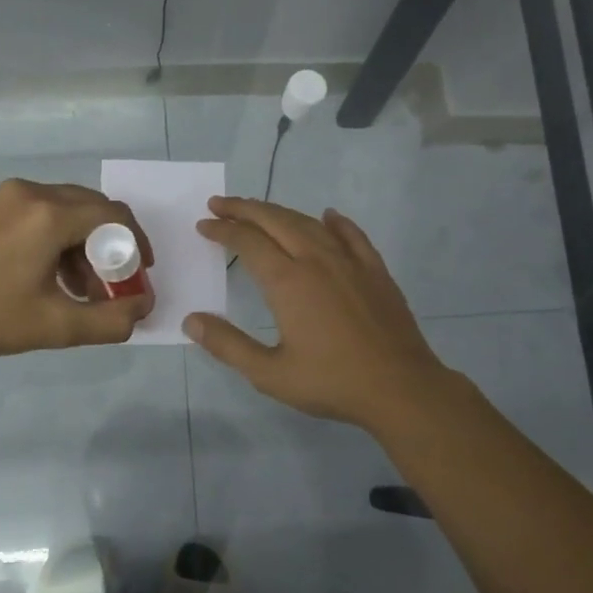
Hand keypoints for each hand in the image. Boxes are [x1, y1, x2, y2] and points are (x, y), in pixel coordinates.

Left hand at [0, 179, 155, 363]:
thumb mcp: (56, 327)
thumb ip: (111, 320)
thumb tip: (143, 307)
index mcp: (49, 214)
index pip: (114, 215)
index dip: (136, 244)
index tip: (140, 275)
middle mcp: (32, 192)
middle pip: (93, 208)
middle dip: (111, 245)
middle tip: (114, 283)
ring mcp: (9, 196)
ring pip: (68, 209)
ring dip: (85, 244)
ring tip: (82, 288)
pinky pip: (43, 212)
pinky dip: (59, 238)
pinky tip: (52, 275)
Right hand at [184, 197, 451, 432]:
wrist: (400, 388)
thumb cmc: (331, 382)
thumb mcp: (269, 373)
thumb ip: (228, 345)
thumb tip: (191, 321)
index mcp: (288, 281)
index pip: (247, 242)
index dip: (223, 230)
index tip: (204, 225)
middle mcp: (316, 260)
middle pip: (275, 221)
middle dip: (244, 209)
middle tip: (220, 203)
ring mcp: (350, 262)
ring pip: (309, 223)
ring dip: (280, 212)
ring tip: (260, 209)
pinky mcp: (375, 271)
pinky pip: (352, 235)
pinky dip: (335, 222)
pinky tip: (328, 216)